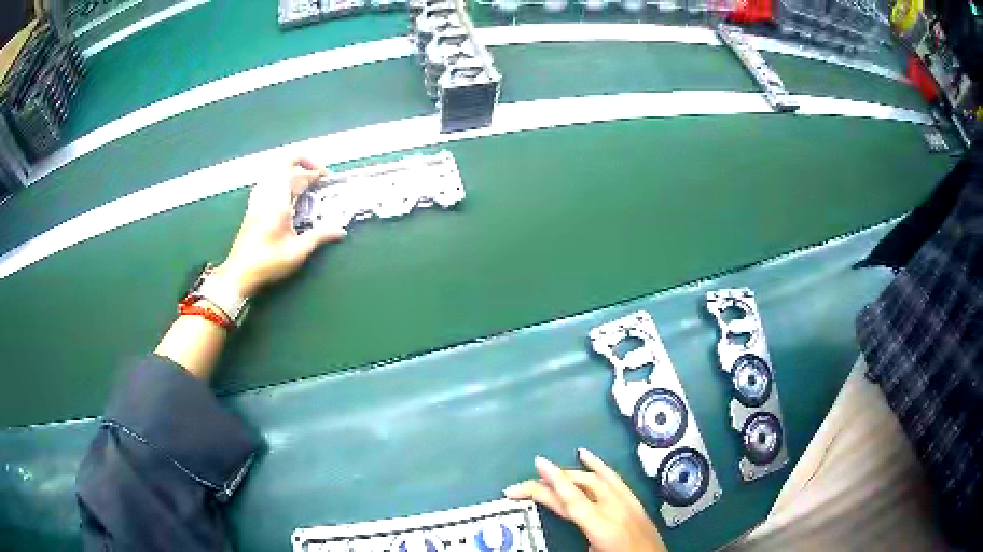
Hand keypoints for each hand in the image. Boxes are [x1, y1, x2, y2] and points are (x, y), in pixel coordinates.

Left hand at [215, 157, 346, 297]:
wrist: (239, 275)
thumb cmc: (267, 262)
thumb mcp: (297, 252)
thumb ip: (319, 237)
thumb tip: (340, 230)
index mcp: (276, 198)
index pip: (290, 162)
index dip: (309, 161)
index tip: (324, 175)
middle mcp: (265, 194)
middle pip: (284, 167)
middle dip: (305, 170)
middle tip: (320, 184)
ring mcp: (257, 200)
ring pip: (275, 175)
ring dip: (293, 177)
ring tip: (307, 191)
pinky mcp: (253, 209)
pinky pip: (268, 186)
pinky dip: (282, 186)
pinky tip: (290, 201)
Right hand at [504, 449, 666, 551]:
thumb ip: (578, 539)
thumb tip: (561, 528)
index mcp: (602, 526)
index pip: (571, 501)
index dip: (552, 483)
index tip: (537, 464)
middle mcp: (615, 508)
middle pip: (580, 486)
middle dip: (551, 481)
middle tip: (523, 485)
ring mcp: (628, 502)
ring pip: (596, 479)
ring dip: (571, 472)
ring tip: (548, 469)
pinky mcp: (635, 502)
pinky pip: (615, 479)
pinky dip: (599, 466)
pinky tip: (587, 456)